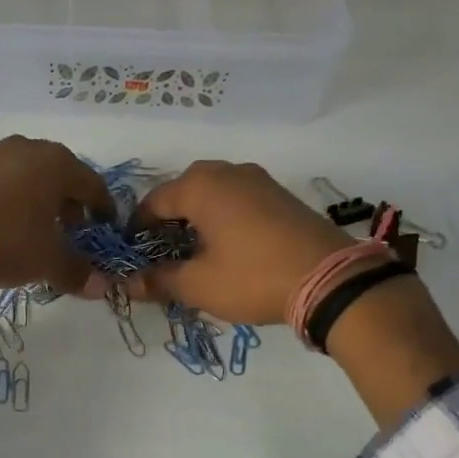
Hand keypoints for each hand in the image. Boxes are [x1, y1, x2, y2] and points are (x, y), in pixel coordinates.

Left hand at [0, 137, 112, 332]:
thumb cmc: (4, 240)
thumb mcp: (47, 261)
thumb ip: (77, 271)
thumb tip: (102, 287)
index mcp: (58, 163)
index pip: (93, 185)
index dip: (104, 210)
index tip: (106, 229)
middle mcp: (29, 150)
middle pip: (62, 177)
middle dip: (71, 205)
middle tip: (74, 233)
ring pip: (31, 178)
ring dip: (41, 204)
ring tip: (39, 234)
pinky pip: (5, 184)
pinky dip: (14, 203)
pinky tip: (6, 229)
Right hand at [129, 161, 351, 325]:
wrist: (330, 279)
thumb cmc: (253, 277)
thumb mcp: (199, 285)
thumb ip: (159, 280)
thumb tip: (128, 283)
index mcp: (200, 186)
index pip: (154, 201)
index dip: (138, 228)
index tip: (132, 254)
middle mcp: (227, 172)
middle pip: (183, 191)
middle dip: (168, 220)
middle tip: (162, 252)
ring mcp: (258, 180)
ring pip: (213, 192)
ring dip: (196, 217)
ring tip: (194, 251)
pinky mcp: (280, 195)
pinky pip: (238, 198)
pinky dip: (223, 216)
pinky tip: (227, 246)